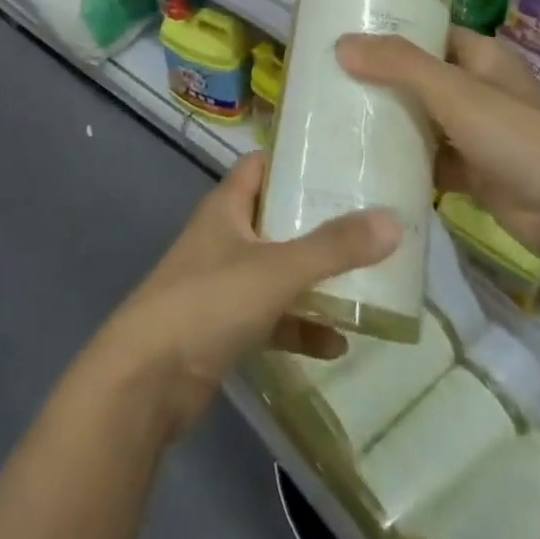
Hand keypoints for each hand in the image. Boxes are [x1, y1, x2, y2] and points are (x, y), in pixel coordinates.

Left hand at [91, 152, 400, 439]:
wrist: (147, 379)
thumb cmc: (209, 302)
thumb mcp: (277, 269)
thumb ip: (333, 247)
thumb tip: (392, 220)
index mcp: (227, 207)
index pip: (261, 166)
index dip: (295, 159)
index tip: (342, 161)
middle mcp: (224, 237)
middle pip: (276, 218)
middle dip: (319, 223)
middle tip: (371, 222)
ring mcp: (222, 284)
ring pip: (278, 271)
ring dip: (315, 279)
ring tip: (367, 281)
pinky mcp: (224, 327)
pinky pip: (273, 318)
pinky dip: (301, 327)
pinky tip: (338, 343)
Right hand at [336, 27, 539, 263]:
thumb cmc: (516, 136)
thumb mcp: (453, 91)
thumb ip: (398, 65)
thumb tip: (341, 43)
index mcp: (480, 57)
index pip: (428, 33)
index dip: (389, 32)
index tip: (342, 37)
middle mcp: (478, 90)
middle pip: (419, 77)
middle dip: (378, 80)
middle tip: (325, 81)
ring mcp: (476, 133)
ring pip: (421, 120)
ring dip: (388, 122)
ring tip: (333, 120)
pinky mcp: (473, 172)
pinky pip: (428, 160)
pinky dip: (403, 162)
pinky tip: (363, 163)